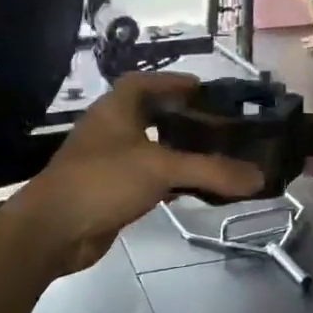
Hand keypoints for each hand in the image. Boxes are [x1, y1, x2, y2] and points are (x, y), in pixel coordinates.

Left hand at [9, 73, 263, 275]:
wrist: (53, 230)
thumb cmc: (103, 181)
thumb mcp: (160, 168)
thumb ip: (211, 170)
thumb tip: (259, 178)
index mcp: (116, 108)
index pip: (146, 82)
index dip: (175, 82)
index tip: (206, 91)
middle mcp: (111, 129)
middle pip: (152, 115)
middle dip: (184, 119)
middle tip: (220, 127)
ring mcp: (109, 161)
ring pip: (152, 149)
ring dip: (179, 152)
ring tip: (216, 156)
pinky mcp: (112, 190)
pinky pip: (148, 178)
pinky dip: (171, 180)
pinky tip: (194, 189)